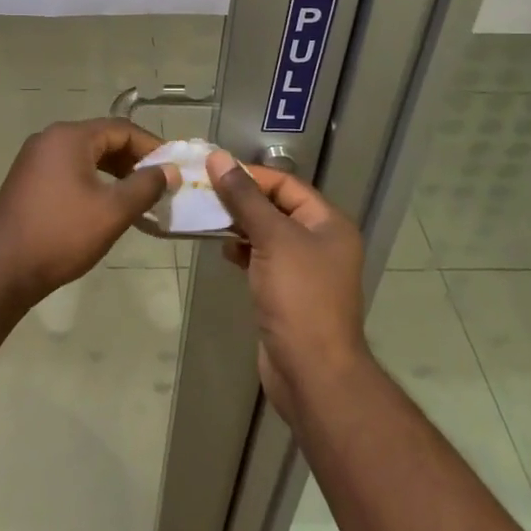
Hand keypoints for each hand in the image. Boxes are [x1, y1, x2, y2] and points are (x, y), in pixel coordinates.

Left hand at [0, 117, 175, 304]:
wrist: (1, 270)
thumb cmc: (61, 234)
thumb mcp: (112, 211)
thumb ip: (145, 186)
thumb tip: (169, 171)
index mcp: (69, 137)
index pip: (121, 129)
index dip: (152, 146)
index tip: (174, 168)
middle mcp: (49, 139)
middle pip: (102, 139)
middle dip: (134, 160)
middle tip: (159, 184)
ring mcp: (34, 159)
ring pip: (86, 156)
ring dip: (115, 172)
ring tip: (138, 197)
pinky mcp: (27, 180)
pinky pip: (69, 170)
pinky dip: (93, 181)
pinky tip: (106, 206)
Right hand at [208, 150, 369, 421]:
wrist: (312, 372)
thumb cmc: (299, 297)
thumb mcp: (272, 239)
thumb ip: (244, 198)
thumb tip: (218, 158)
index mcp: (328, 223)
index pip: (286, 184)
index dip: (250, 175)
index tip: (211, 171)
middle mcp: (320, 241)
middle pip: (276, 207)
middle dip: (240, 200)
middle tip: (202, 193)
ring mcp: (304, 269)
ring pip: (266, 234)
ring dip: (238, 225)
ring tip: (206, 219)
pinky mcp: (287, 293)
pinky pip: (262, 259)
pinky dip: (242, 251)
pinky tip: (222, 251)